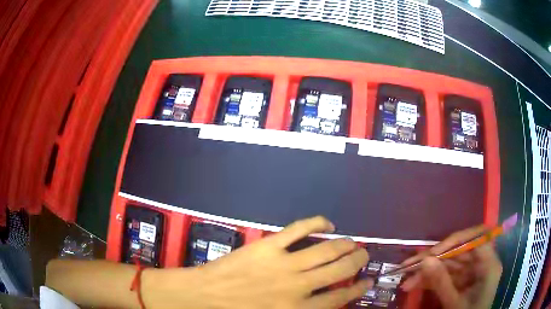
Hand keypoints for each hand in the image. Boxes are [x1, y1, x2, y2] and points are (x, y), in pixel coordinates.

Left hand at [144, 216, 371, 308]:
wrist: (204, 296)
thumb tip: (326, 304)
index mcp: (298, 308)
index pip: (340, 298)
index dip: (358, 288)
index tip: (368, 281)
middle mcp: (298, 286)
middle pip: (339, 270)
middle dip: (357, 260)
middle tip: (363, 255)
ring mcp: (284, 263)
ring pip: (326, 249)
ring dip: (345, 244)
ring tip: (353, 242)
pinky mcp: (269, 245)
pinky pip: (299, 229)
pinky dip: (317, 223)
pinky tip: (327, 224)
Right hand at [400, 226, 501, 308]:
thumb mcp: (454, 303)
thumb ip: (441, 282)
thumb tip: (425, 260)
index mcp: (489, 264)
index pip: (477, 238)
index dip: (455, 240)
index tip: (434, 252)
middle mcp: (482, 263)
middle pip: (459, 251)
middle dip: (434, 259)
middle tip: (410, 266)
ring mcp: (471, 271)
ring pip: (449, 264)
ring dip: (428, 272)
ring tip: (407, 282)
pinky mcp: (463, 279)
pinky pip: (447, 274)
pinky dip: (431, 280)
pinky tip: (415, 285)